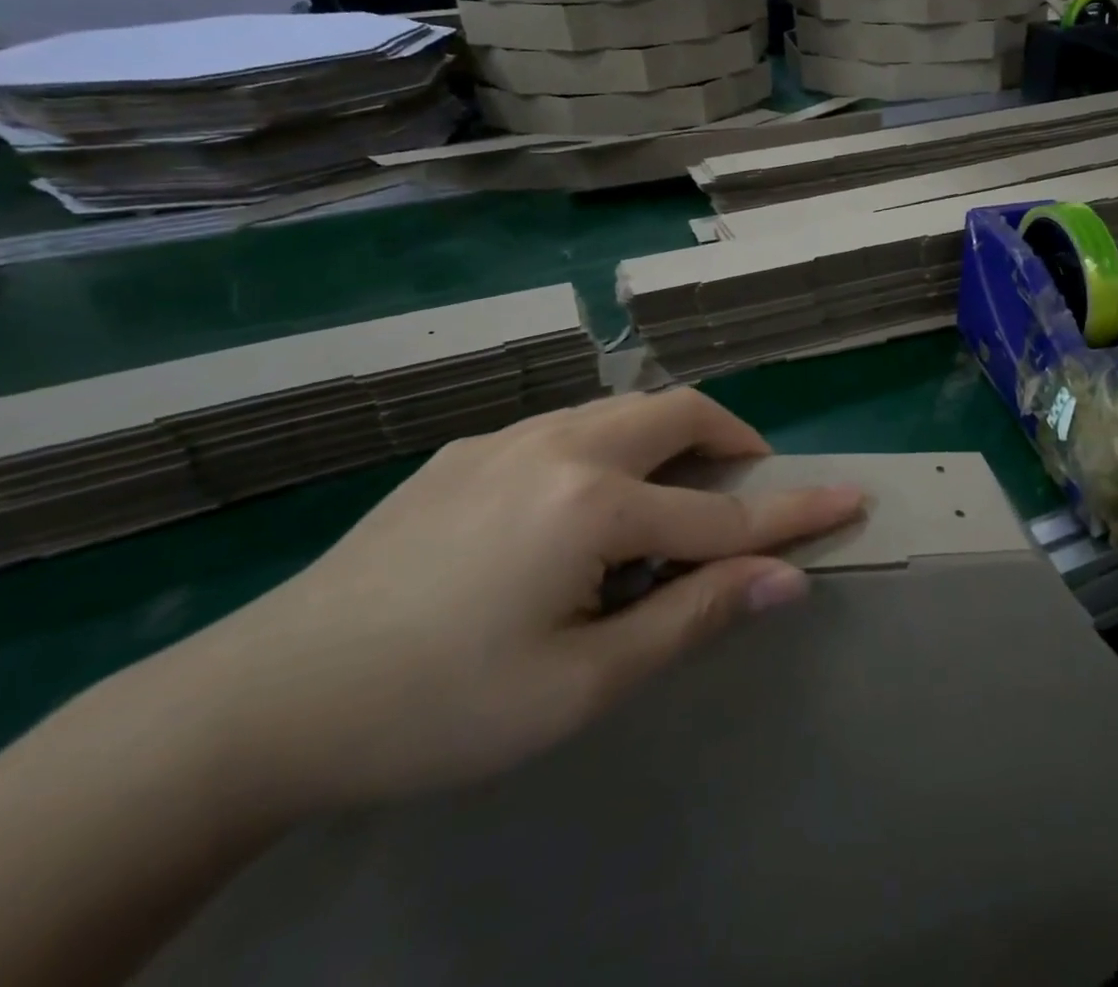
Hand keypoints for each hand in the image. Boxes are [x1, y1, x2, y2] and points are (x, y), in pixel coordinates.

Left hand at [161, 389, 864, 813]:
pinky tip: (579, 507)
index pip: (724, 513)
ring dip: (670, 438)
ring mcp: (508, 438)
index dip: (795, 512)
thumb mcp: (581, 683)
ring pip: (624, 408)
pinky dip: (612, 447)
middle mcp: (558, 446)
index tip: (853, 496)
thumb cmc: (439, 709)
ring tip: (667, 498)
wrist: (264, 701)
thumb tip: (783, 580)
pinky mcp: (469, 449)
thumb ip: (691, 615)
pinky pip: (569, 426)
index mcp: (591, 504)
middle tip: (747, 489)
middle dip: (733, 441)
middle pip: (679, 413)